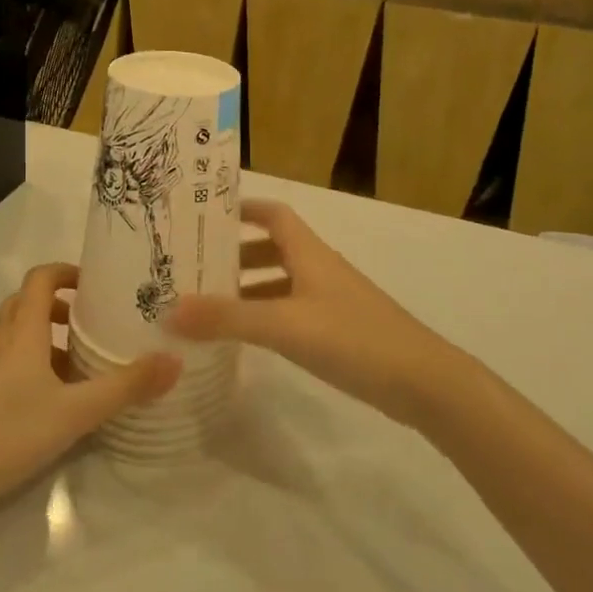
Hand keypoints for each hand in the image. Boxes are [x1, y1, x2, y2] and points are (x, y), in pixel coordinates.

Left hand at [0, 263, 179, 514]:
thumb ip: (126, 386)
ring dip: (43, 337)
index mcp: (21, 330)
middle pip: (26, 303)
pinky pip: (0, 358)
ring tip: (74, 368)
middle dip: (60, 308)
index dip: (67, 273)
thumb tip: (174, 361)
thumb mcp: (77, 412)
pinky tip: (42, 400)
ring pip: (12, 333)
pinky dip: (25, 362)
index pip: (41, 278)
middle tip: (92, 326)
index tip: (95, 286)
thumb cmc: (10, 433)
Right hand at [168, 199, 459, 426]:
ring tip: (207, 306)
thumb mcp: (284, 325)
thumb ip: (227, 318)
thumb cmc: (354, 338)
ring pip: (280, 283)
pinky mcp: (338, 331)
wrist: (424, 382)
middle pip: (271, 249)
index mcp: (309, 253)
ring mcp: (330, 301)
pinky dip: (265, 317)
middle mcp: (319, 269)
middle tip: (192, 268)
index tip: (204, 216)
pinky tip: (245, 338)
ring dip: (247, 289)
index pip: (272, 214)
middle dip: (234, 255)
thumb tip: (168, 309)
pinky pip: (291, 312)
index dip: (241, 209)